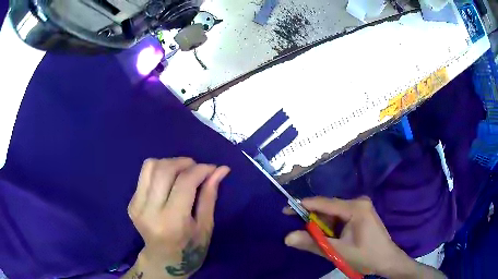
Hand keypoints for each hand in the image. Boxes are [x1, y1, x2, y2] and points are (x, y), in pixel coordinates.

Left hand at [125, 158, 229, 278]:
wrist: (163, 260)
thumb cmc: (190, 248)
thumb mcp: (205, 226)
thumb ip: (210, 196)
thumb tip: (221, 169)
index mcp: (172, 221)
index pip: (184, 182)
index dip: (201, 169)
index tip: (212, 168)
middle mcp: (149, 211)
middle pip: (164, 169)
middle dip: (184, 162)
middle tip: (196, 168)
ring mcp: (137, 206)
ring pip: (151, 166)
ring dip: (170, 163)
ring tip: (182, 171)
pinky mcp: (131, 203)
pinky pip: (144, 175)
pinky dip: (159, 171)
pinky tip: (168, 182)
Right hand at [284, 197, 445, 277]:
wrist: (387, 260)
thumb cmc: (365, 256)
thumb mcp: (338, 252)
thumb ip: (313, 243)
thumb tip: (287, 237)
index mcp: (355, 207)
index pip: (324, 203)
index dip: (303, 206)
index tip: (285, 210)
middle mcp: (358, 202)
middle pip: (329, 207)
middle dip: (313, 219)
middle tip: (298, 231)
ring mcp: (361, 207)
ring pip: (334, 213)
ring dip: (322, 225)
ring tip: (314, 238)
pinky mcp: (361, 214)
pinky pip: (340, 216)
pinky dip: (331, 226)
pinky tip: (328, 236)